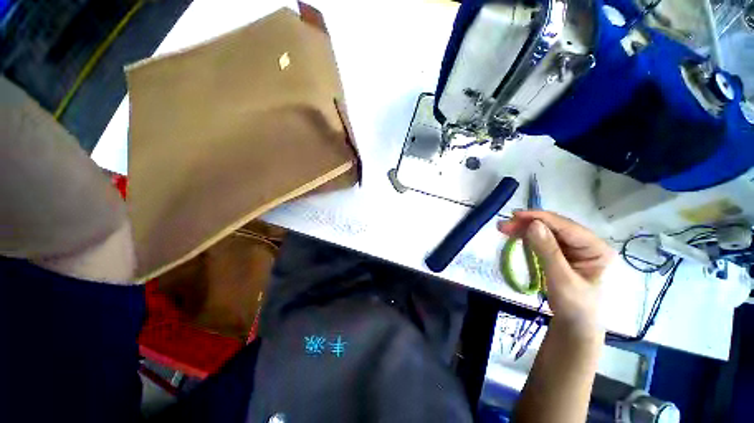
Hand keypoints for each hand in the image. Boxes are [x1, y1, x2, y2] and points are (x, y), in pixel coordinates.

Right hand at [498, 211, 614, 336]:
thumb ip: (548, 251)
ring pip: (545, 231)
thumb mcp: (561, 279)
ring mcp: (572, 247)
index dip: (539, 218)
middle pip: (554, 226)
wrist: (573, 323)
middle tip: (503, 225)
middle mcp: (585, 242)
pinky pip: (542, 239)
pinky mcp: (560, 252)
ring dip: (524, 229)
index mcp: (595, 247)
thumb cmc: (573, 305)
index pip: (566, 226)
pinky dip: (526, 237)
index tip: (514, 215)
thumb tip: (533, 224)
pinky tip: (513, 235)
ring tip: (503, 228)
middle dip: (528, 224)